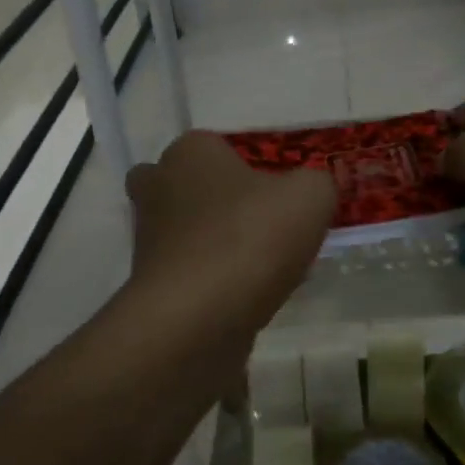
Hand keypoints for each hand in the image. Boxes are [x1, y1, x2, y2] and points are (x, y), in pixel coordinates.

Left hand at [125, 131, 334, 347]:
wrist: (196, 319)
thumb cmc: (249, 238)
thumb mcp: (310, 196)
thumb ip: (316, 183)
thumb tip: (310, 192)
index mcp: (189, 152)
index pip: (218, 145)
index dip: (251, 166)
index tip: (281, 193)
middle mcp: (158, 187)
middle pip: (192, 186)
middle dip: (221, 202)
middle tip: (264, 222)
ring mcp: (148, 239)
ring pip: (190, 232)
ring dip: (223, 245)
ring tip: (271, 267)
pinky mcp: (151, 285)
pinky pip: (192, 273)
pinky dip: (217, 281)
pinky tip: (255, 298)